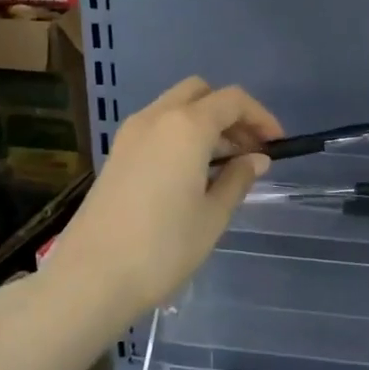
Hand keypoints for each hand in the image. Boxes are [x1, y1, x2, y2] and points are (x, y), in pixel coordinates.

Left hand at [50, 77, 282, 317]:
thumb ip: (237, 179)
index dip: (261, 117)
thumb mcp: (213, 216)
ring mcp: (130, 134)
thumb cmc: (163, 248)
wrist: (92, 276)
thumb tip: (256, 159)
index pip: (232, 100)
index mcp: (186, 127)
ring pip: (175, 107)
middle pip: (200, 93)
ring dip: (204, 123)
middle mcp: (156, 118)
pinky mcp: (116, 154)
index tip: (276, 145)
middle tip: (248, 150)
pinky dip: (180, 135)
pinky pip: (156, 127)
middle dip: (229, 113)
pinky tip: (191, 174)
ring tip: (224, 166)